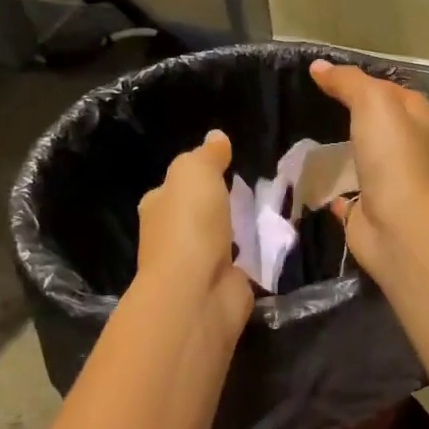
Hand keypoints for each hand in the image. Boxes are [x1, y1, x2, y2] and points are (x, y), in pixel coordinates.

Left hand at [136, 130, 252, 334]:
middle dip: (218, 207)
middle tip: (252, 191)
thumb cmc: (190, 225)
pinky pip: (241, 263)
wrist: (197, 291)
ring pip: (220, 239)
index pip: (172, 188)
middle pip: (197, 215)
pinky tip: (271, 244)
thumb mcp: (195, 172)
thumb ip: (207, 155)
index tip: (222, 170)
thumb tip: (216, 137)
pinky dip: (253, 255)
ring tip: (266, 215)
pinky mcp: (222, 285)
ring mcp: (196, 265)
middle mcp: (171, 237)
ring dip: (237, 231)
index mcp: (157, 207)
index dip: (194, 178)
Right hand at [308, 60, 428, 267]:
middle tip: (314, 106)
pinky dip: (334, 189)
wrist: (399, 227)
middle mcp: (410, 150)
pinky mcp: (370, 211)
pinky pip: (349, 195)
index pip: (392, 90)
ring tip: (308, 139)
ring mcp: (391, 183)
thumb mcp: (373, 103)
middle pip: (380, 125)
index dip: (364, 81)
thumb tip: (319, 67)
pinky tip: (312, 180)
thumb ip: (348, 82)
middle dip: (353, 116)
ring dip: (344, 152)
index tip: (327, 78)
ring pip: (365, 159)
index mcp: (420, 120)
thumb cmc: (393, 158)